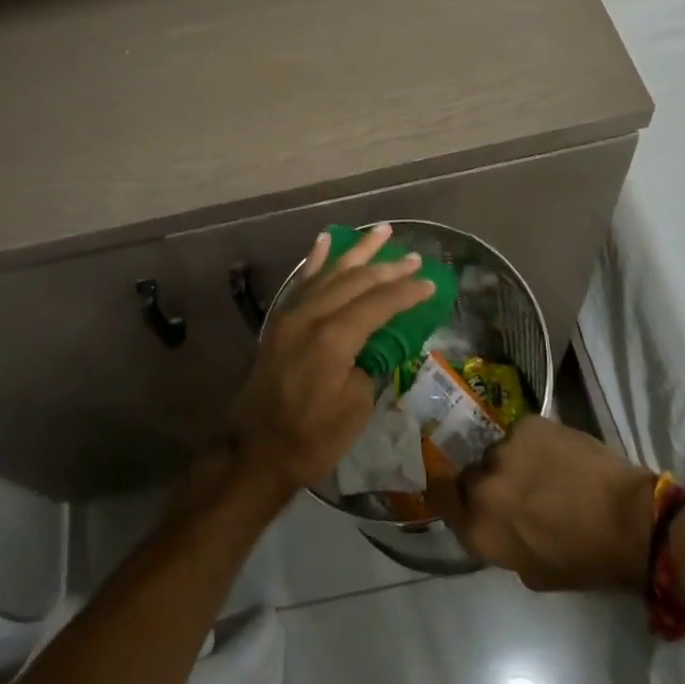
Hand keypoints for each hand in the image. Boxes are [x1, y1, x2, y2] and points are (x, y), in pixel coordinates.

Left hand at [226, 224, 437, 495]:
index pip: (378, 303)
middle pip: (356, 281)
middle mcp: (311, 314)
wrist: (255, 452)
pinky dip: (317, 258)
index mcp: (333, 337)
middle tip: (414, 257)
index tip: (429, 283)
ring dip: (357, 251)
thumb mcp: (355, 407)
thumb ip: (370, 364)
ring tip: (381, 231)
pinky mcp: (280, 320)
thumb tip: (380, 340)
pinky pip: (303, 280)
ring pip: (330, 272)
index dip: (406, 292)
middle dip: (388, 267)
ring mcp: (292, 313)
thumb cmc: (311, 437)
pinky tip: (325, 240)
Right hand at [428, 415, 656, 591]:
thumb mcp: (533, 571)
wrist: (629, 519)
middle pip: (470, 475)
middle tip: (516, 492)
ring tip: (544, 474)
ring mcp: (504, 448)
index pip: (439, 497)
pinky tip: (556, 457)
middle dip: (488, 483)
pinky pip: (519, 435)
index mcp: (480, 526)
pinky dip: (532, 445)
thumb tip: (494, 521)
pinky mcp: (527, 423)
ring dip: (512, 463)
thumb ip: (500, 542)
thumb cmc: (585, 559)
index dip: (446, 494)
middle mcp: (482, 483)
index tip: (460, 497)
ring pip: (497, 453)